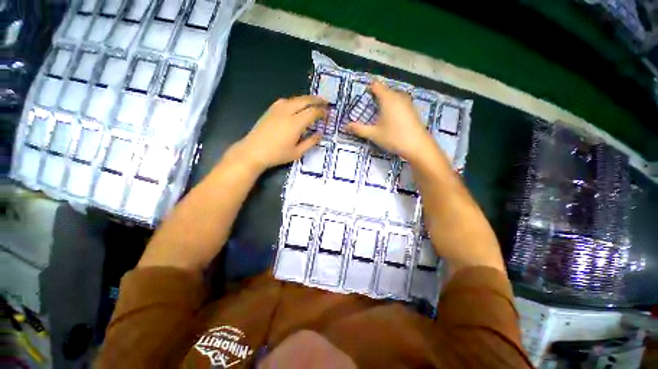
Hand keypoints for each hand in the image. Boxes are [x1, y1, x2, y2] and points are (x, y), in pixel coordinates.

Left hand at [234, 96, 325, 170]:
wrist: (253, 151)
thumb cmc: (277, 154)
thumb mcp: (297, 152)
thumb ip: (311, 142)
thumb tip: (320, 134)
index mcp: (295, 123)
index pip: (313, 112)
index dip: (322, 111)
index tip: (327, 113)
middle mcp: (287, 111)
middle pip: (305, 100)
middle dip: (317, 100)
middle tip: (325, 101)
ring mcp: (277, 109)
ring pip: (296, 99)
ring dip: (306, 99)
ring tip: (314, 101)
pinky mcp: (271, 109)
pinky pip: (287, 100)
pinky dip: (296, 101)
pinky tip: (297, 105)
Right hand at [347, 81, 437, 163]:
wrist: (418, 146)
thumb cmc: (394, 137)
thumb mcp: (373, 134)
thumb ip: (358, 129)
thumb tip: (345, 126)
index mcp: (387, 98)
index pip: (376, 85)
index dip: (368, 88)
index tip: (362, 97)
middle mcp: (398, 96)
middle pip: (384, 90)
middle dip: (375, 96)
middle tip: (367, 107)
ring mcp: (407, 102)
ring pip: (393, 96)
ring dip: (384, 101)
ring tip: (377, 113)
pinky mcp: (412, 109)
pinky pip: (399, 102)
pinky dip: (392, 105)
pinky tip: (390, 118)